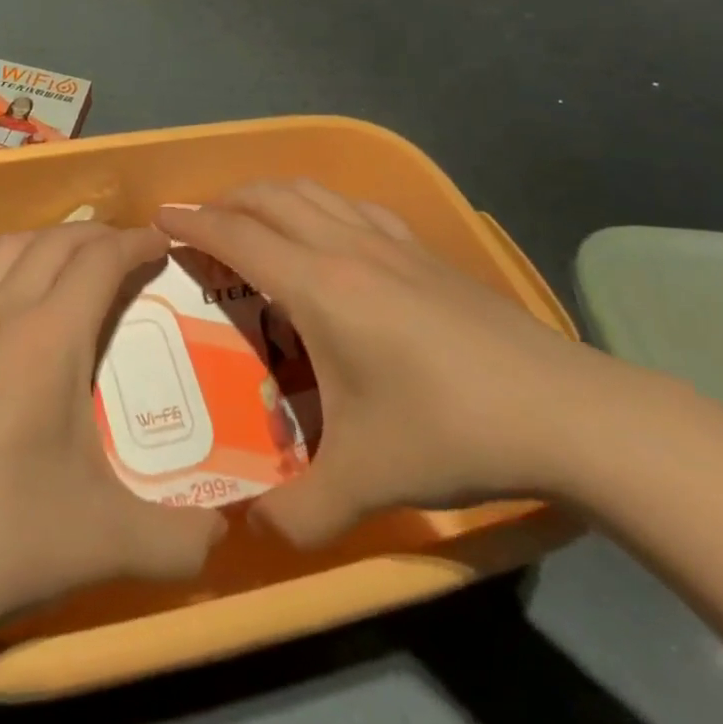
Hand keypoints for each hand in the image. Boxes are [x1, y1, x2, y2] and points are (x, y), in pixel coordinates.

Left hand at [0, 223, 226, 635]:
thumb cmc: (2, 539)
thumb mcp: (107, 542)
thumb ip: (180, 540)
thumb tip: (226, 538)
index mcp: (47, 338)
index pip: (100, 260)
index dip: (136, 242)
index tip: (163, 242)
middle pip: (54, 241)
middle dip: (99, 234)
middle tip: (131, 252)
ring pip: (6, 250)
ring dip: (48, 240)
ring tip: (75, 262)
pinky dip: (6, 269)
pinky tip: (12, 307)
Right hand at [160, 182, 636, 547]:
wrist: (563, 411)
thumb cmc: (450, 429)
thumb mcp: (365, 483)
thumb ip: (298, 513)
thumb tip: (251, 532)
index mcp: (319, 286)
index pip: (237, 236)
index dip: (192, 223)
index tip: (159, 217)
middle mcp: (345, 248)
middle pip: (269, 197)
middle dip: (225, 200)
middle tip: (200, 224)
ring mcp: (390, 243)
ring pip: (313, 191)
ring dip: (271, 195)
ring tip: (253, 218)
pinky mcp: (425, 251)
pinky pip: (355, 207)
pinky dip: (321, 205)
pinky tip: (330, 232)